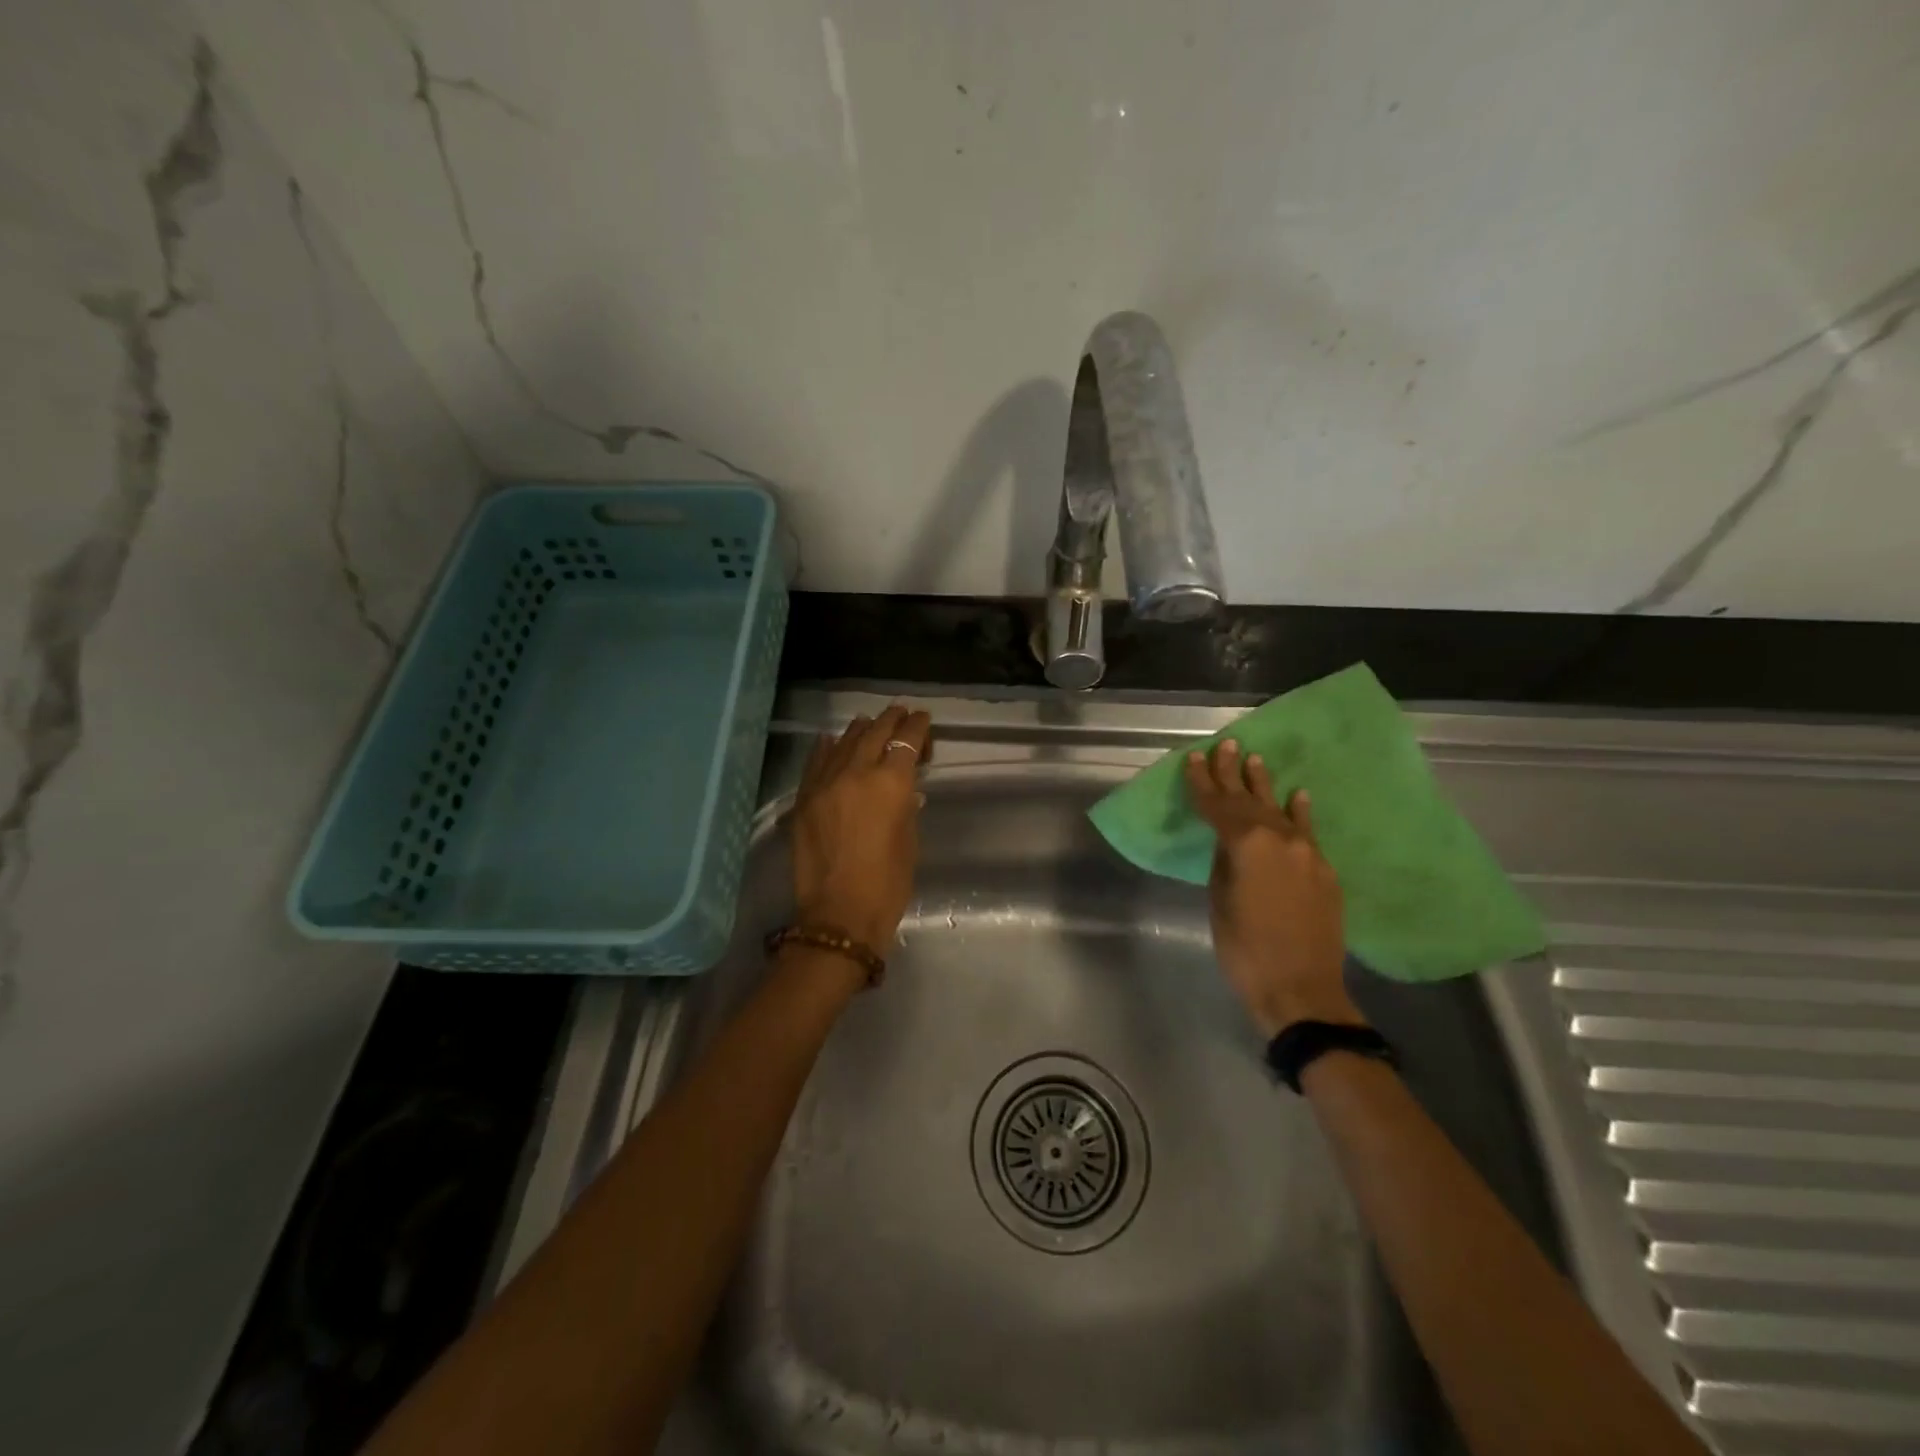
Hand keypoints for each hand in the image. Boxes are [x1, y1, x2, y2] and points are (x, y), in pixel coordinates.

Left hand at [790, 704, 932, 950]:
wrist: (839, 915)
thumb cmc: (888, 884)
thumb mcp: (909, 840)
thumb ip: (905, 807)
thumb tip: (904, 791)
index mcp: (891, 783)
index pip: (906, 741)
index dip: (917, 727)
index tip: (922, 719)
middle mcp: (856, 773)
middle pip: (875, 733)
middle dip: (890, 720)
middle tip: (900, 712)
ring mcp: (825, 784)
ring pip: (843, 742)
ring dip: (860, 730)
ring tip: (868, 722)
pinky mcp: (804, 799)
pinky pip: (816, 763)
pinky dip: (827, 749)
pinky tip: (830, 740)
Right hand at [1184, 739, 1363, 1036]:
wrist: (1301, 989)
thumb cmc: (1245, 949)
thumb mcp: (1220, 901)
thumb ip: (1224, 862)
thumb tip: (1229, 842)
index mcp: (1247, 845)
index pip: (1218, 806)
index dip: (1203, 783)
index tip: (1194, 759)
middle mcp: (1280, 839)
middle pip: (1250, 800)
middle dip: (1232, 774)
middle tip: (1225, 746)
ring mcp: (1307, 853)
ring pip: (1280, 810)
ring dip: (1265, 786)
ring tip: (1255, 760)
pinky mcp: (1323, 871)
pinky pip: (1309, 832)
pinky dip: (1301, 813)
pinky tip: (1299, 795)